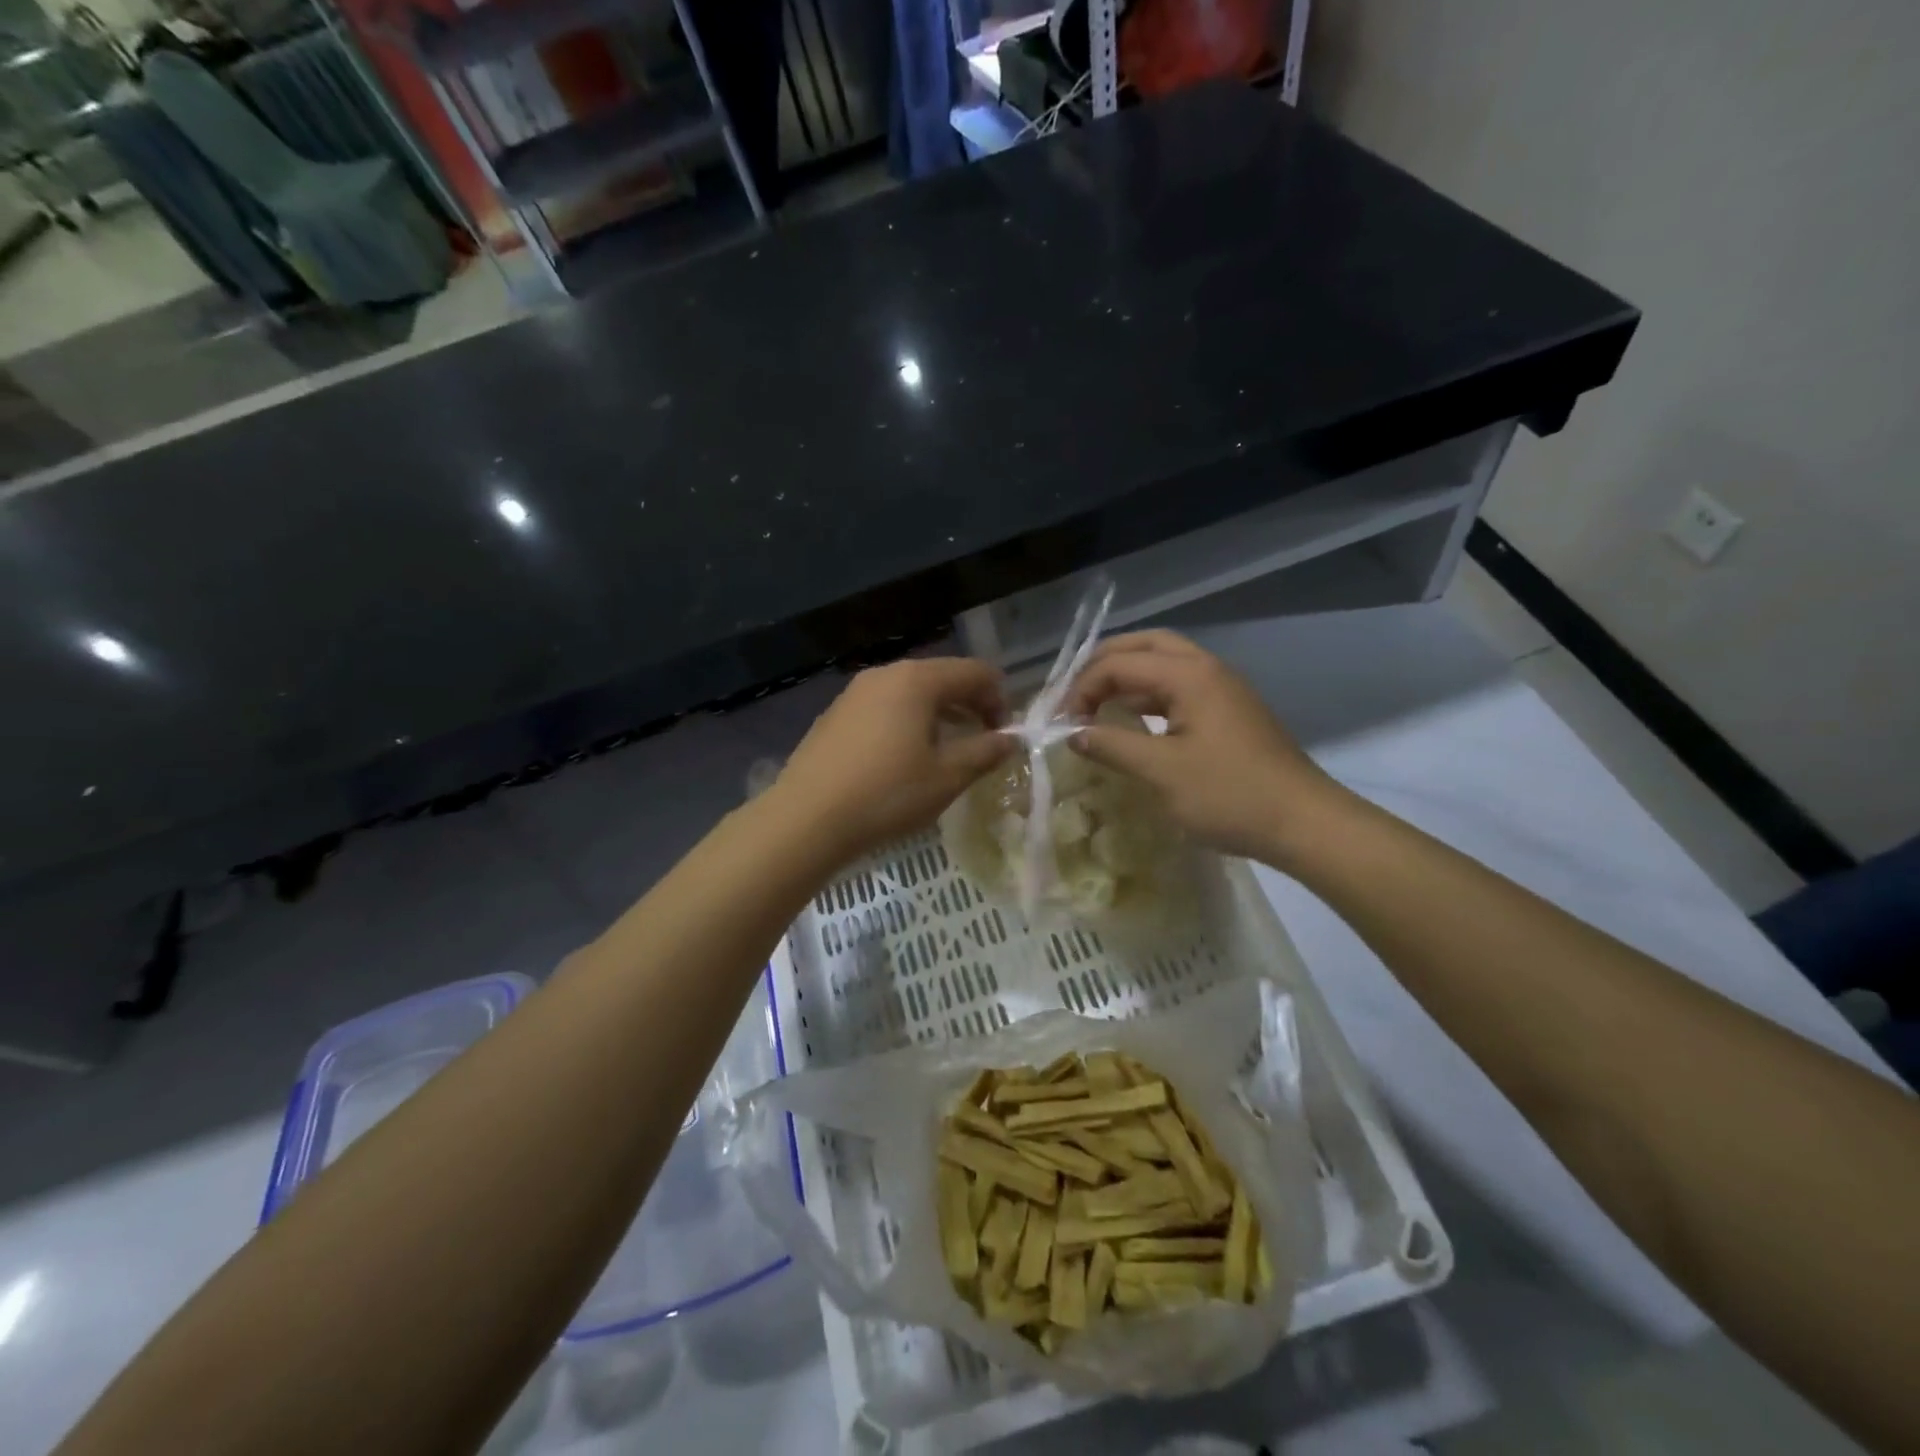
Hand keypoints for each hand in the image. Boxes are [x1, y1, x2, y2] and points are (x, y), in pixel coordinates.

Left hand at [769, 657, 1015, 864]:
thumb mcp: (947, 777)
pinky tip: (903, 759)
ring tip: (947, 751)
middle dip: (969, 705)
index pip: (974, 672)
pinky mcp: (835, 715)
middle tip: (981, 741)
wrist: (806, 819)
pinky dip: (906, 723)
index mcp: (917, 680)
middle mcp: (884, 674)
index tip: (1004, 735)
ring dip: (938, 715)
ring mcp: (854, 693)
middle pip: (941, 677)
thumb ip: (985, 752)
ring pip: (910, 693)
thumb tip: (1011, 739)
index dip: (998, 699)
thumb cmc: (887, 794)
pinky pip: (884, 708)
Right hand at [1065, 631, 1353, 865]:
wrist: (1304, 823)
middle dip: (1103, 663)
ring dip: (1127, 676)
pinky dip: (1149, 695)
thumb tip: (1072, 734)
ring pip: (1165, 663)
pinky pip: (1180, 686)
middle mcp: (1206, 668)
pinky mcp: (1231, 711)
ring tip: (1096, 704)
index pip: (1118, 664)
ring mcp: (1223, 688)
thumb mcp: (1161, 772)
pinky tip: (1134, 722)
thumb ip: (1111, 746)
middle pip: (1145, 645)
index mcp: (1189, 675)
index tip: (1061, 724)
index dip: (1081, 689)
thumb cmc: (1229, 795)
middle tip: (1074, 693)